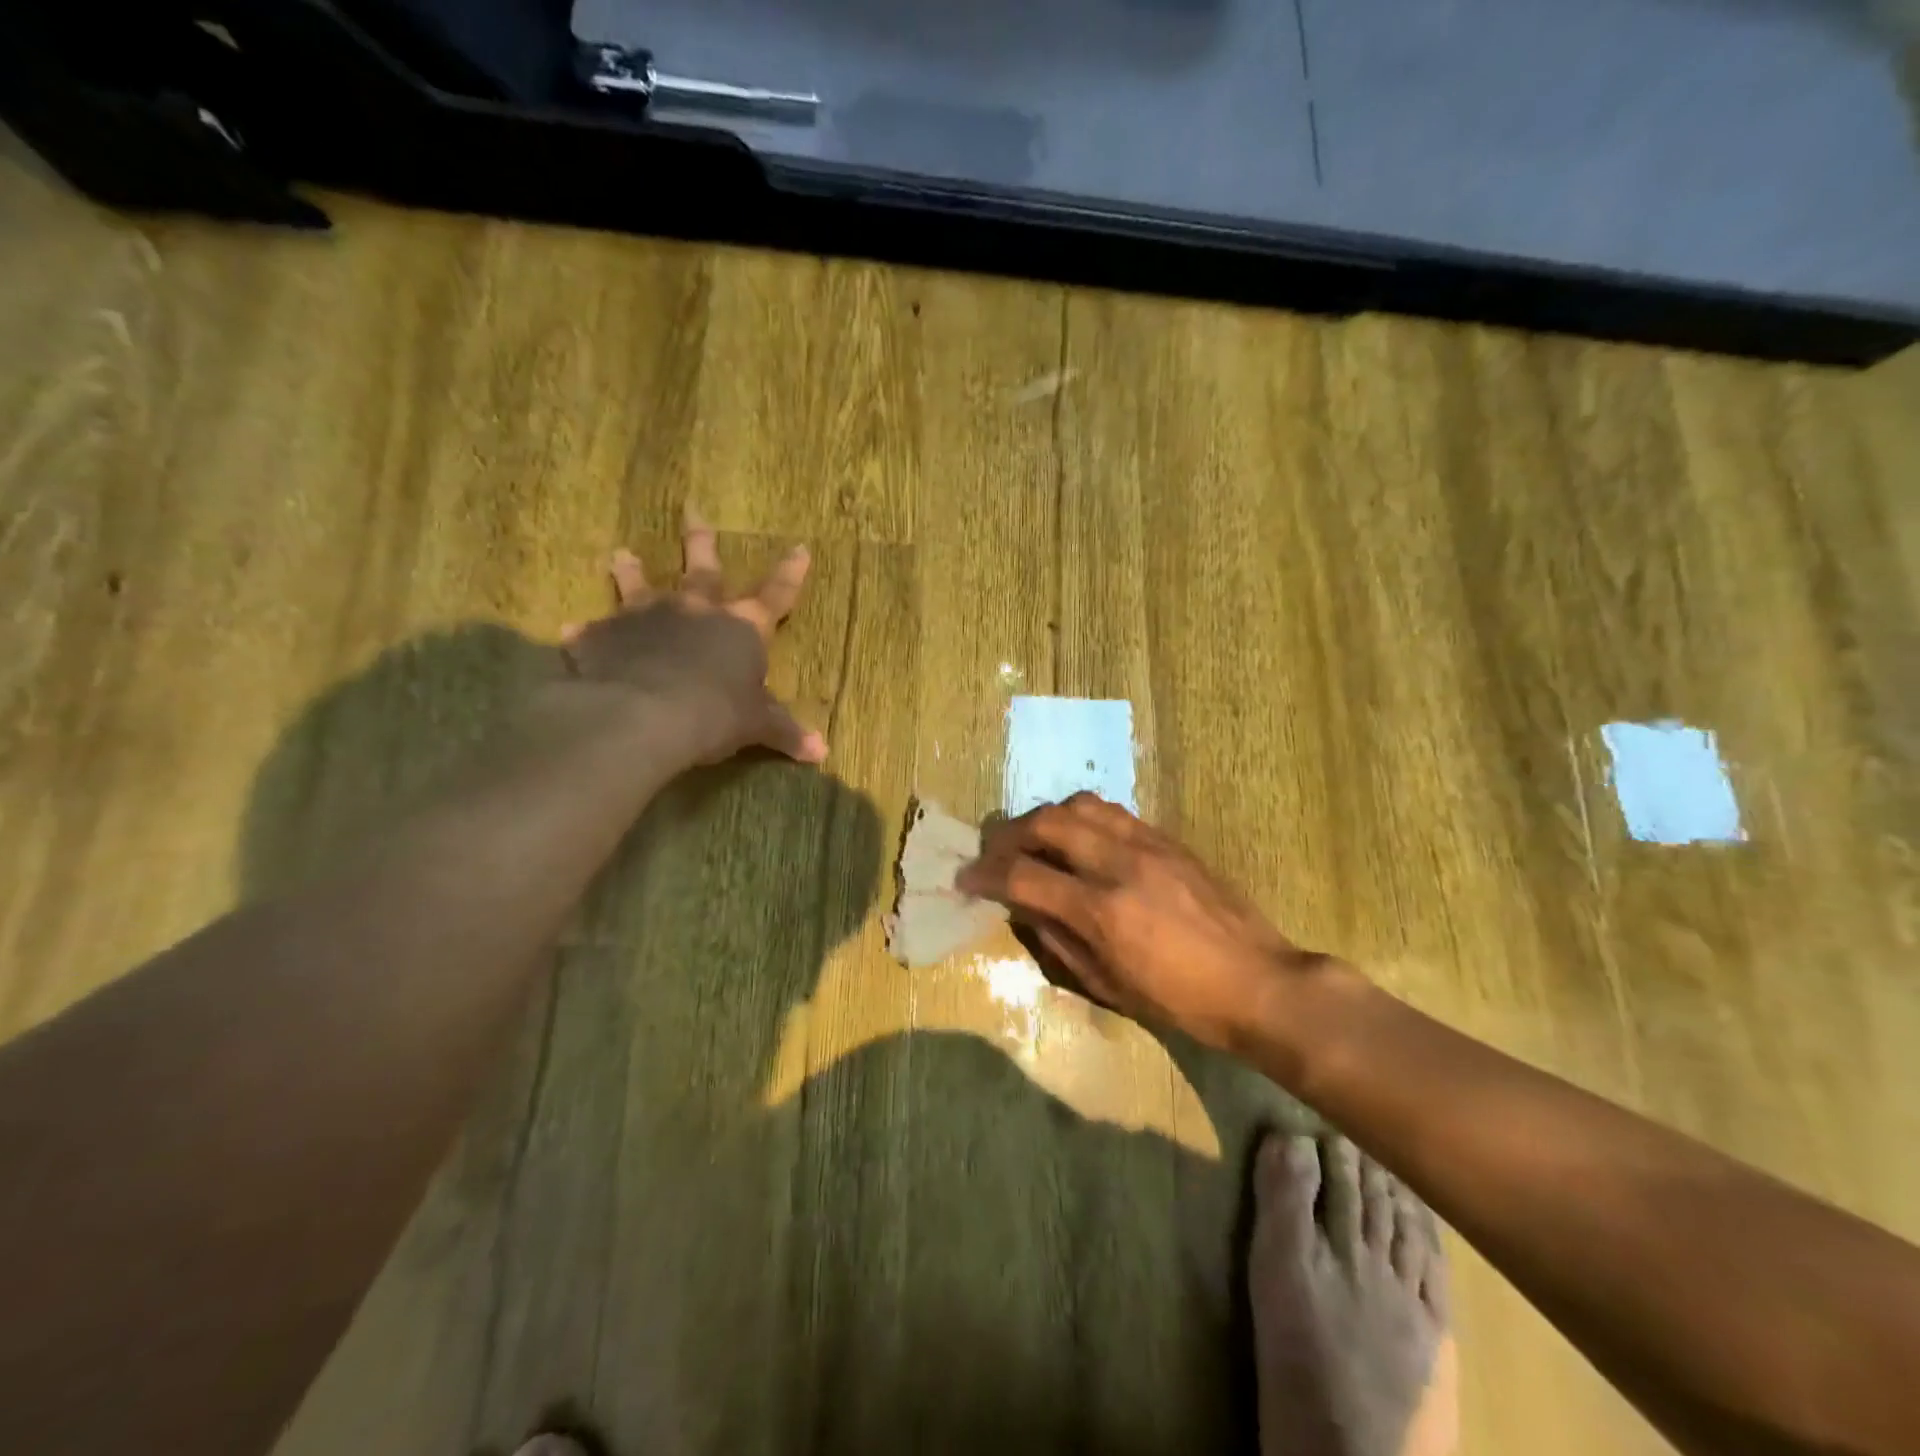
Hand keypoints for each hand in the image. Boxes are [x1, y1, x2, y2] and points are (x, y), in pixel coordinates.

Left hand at [557, 507, 827, 768]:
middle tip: (692, 510)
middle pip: (703, 569)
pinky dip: (587, 633)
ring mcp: (646, 618)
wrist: (644, 714)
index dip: (790, 573)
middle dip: (701, 541)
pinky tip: (572, 631)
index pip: (776, 595)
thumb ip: (786, 732)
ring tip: (620, 553)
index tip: (800, 547)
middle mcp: (695, 610)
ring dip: (632, 570)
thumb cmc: (715, 713)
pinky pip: (595, 632)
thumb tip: (823, 752)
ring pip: (639, 586)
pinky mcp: (604, 636)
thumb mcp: (757, 725)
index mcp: (741, 626)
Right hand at [958, 793, 1339, 1049]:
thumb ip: (1057, 940)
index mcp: (1101, 911)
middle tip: (996, 853)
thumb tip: (1023, 907)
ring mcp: (1147, 844)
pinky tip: (1080, 839)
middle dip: (1009, 834)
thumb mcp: (1108, 986)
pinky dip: (1083, 818)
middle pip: (1045, 822)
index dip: (985, 874)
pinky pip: (1113, 811)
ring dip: (1046, 817)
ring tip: (1037, 840)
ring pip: (1079, 804)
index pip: (1023, 875)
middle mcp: (1119, 864)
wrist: (1258, 982)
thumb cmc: (1180, 1001)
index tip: (966, 877)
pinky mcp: (1168, 838)